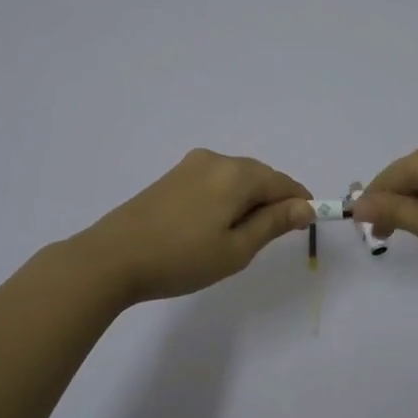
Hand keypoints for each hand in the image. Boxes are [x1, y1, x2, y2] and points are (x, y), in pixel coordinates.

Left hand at [74, 149, 314, 306]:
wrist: (111, 258)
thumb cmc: (181, 258)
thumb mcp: (236, 249)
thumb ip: (273, 224)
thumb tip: (305, 206)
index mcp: (236, 174)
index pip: (283, 182)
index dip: (300, 203)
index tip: (306, 227)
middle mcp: (216, 159)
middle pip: (259, 176)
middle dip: (273, 201)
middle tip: (271, 239)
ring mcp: (190, 166)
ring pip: (235, 179)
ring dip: (248, 202)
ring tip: (239, 238)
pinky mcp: (171, 177)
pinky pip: (214, 182)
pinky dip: (225, 199)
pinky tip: (214, 226)